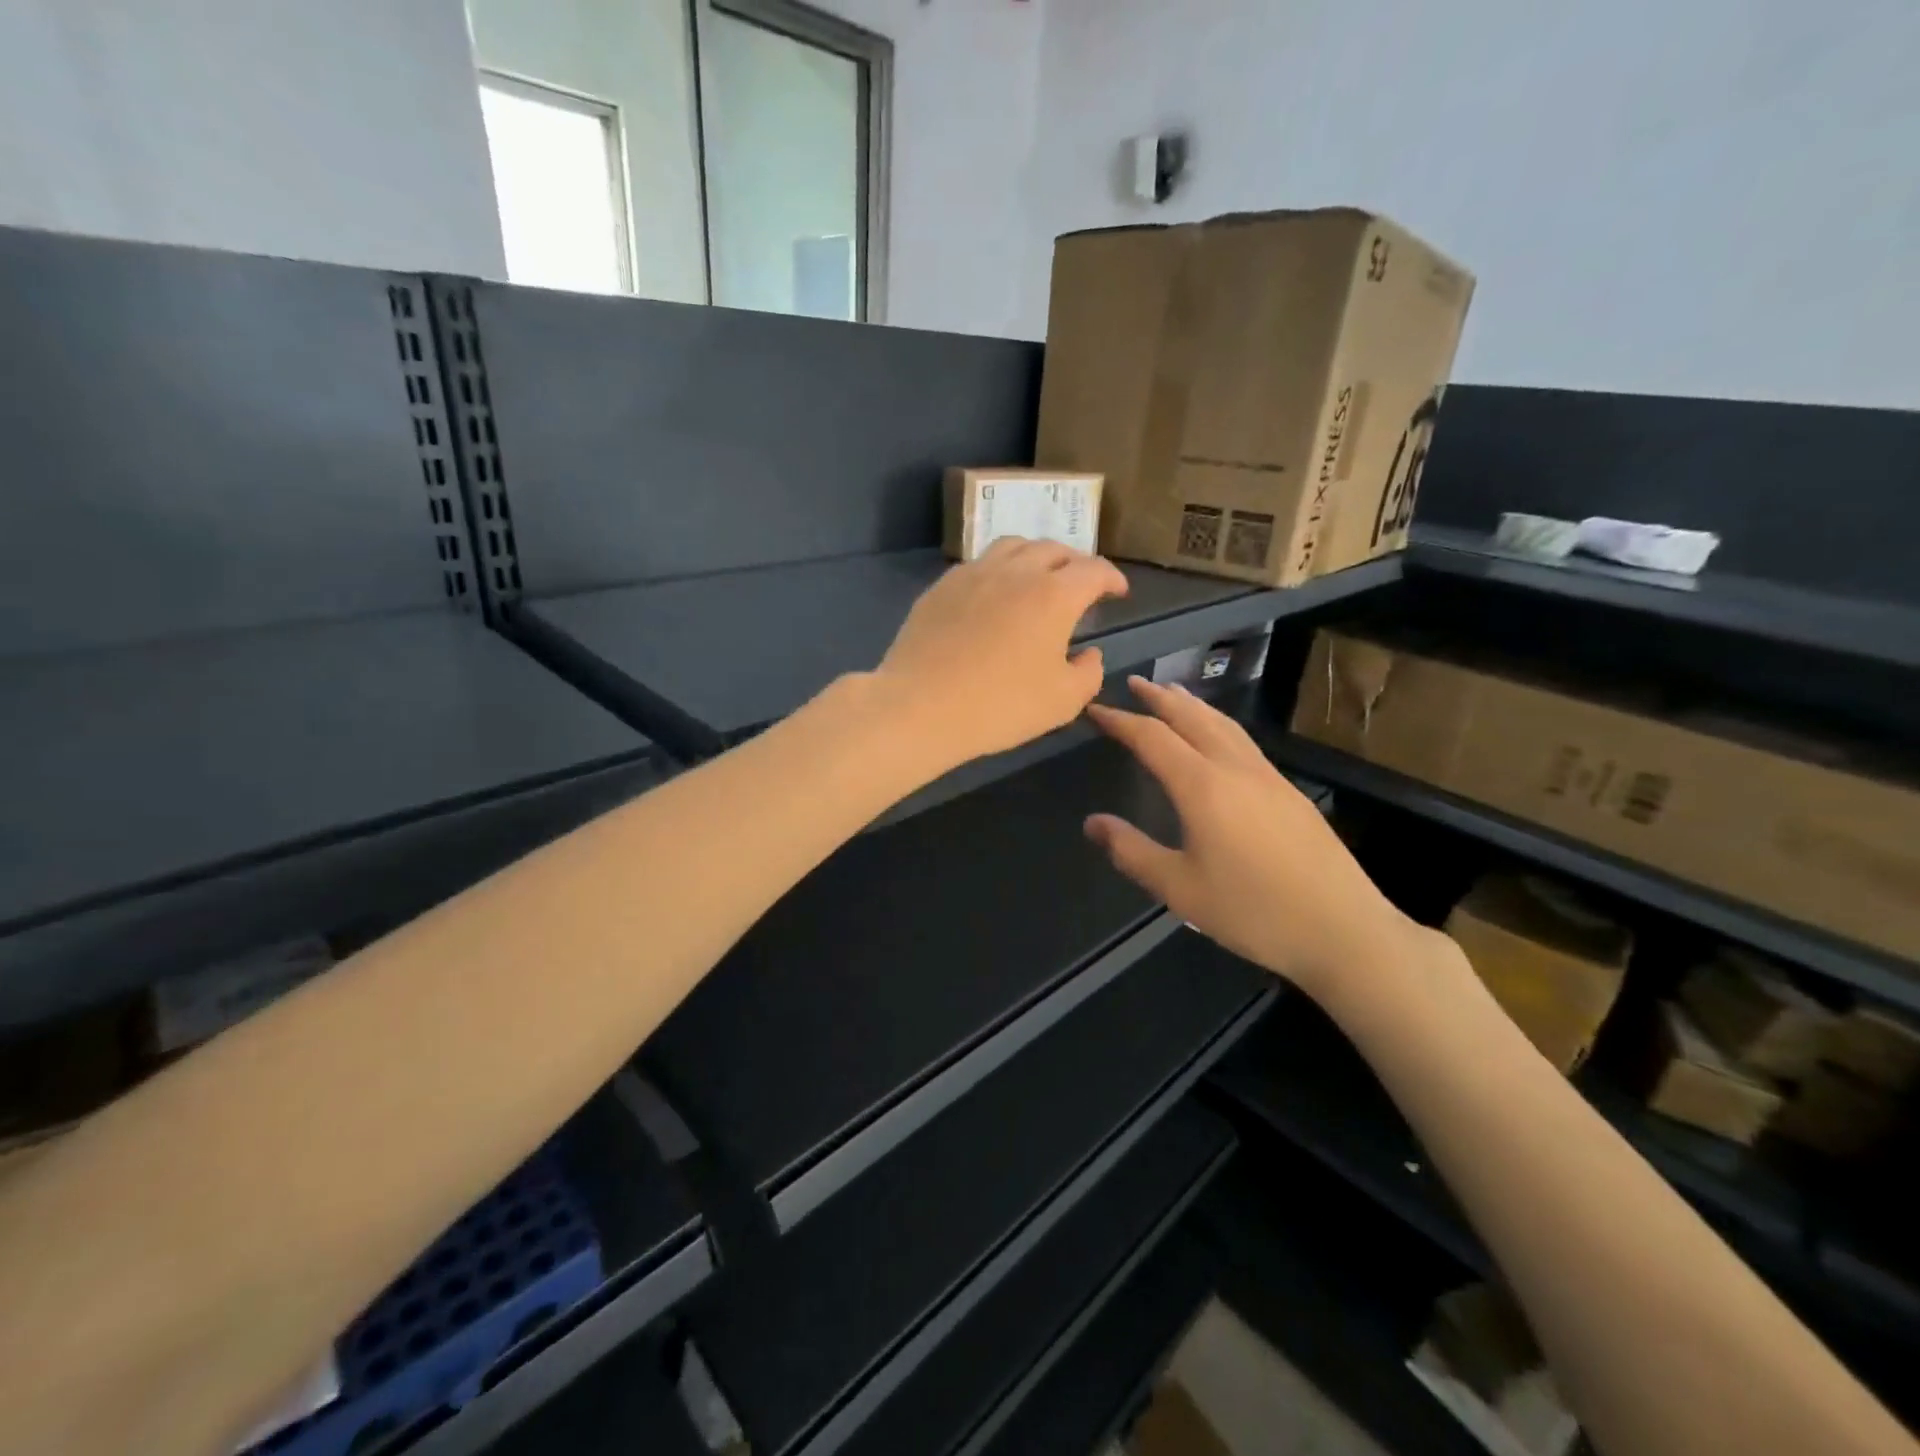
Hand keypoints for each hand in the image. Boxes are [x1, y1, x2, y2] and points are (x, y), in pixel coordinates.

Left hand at [872, 538, 1128, 769]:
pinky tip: (994, 593)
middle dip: (1075, 562)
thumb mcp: (1063, 701)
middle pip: (1054, 549)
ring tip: (1038, 577)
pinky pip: (979, 564)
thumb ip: (1089, 672)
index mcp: (1054, 594)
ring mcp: (974, 574)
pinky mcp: (941, 587)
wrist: (921, 706)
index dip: (1112, 578)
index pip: (1094, 570)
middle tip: (1080, 584)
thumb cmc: (1000, 706)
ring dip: (1035, 556)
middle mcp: (1016, 571)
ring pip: (1014, 546)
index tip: (1118, 592)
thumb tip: (1090, 653)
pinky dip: (999, 569)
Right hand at [1084, 677, 1426, 1004]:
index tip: (1096, 710)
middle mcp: (1234, 768)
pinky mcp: (1289, 791)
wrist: (1342, 929)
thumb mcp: (1179, 888)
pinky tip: (1217, 736)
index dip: (1121, 720)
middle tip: (1133, 683)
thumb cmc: (1252, 911)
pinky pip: (1243, 740)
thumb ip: (1132, 851)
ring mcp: (1267, 776)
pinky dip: (1217, 723)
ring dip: (1192, 704)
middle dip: (1159, 698)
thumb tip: (1093, 823)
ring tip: (1172, 694)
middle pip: (1192, 717)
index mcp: (1202, 786)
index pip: (1152, 737)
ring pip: (1223, 724)